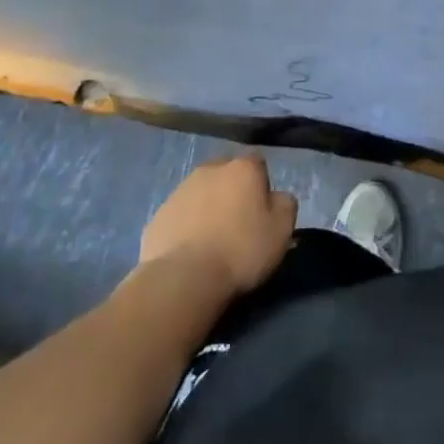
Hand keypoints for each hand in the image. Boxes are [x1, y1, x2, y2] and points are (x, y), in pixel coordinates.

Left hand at [140, 152, 296, 297]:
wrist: (183, 279)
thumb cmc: (240, 251)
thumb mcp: (281, 231)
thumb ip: (285, 205)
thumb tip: (276, 197)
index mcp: (243, 167)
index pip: (258, 164)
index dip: (261, 187)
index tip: (261, 214)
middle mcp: (210, 169)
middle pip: (226, 174)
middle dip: (231, 192)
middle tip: (236, 225)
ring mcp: (180, 190)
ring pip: (200, 193)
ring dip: (207, 209)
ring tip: (211, 243)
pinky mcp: (158, 214)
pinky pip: (179, 216)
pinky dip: (185, 228)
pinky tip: (189, 254)